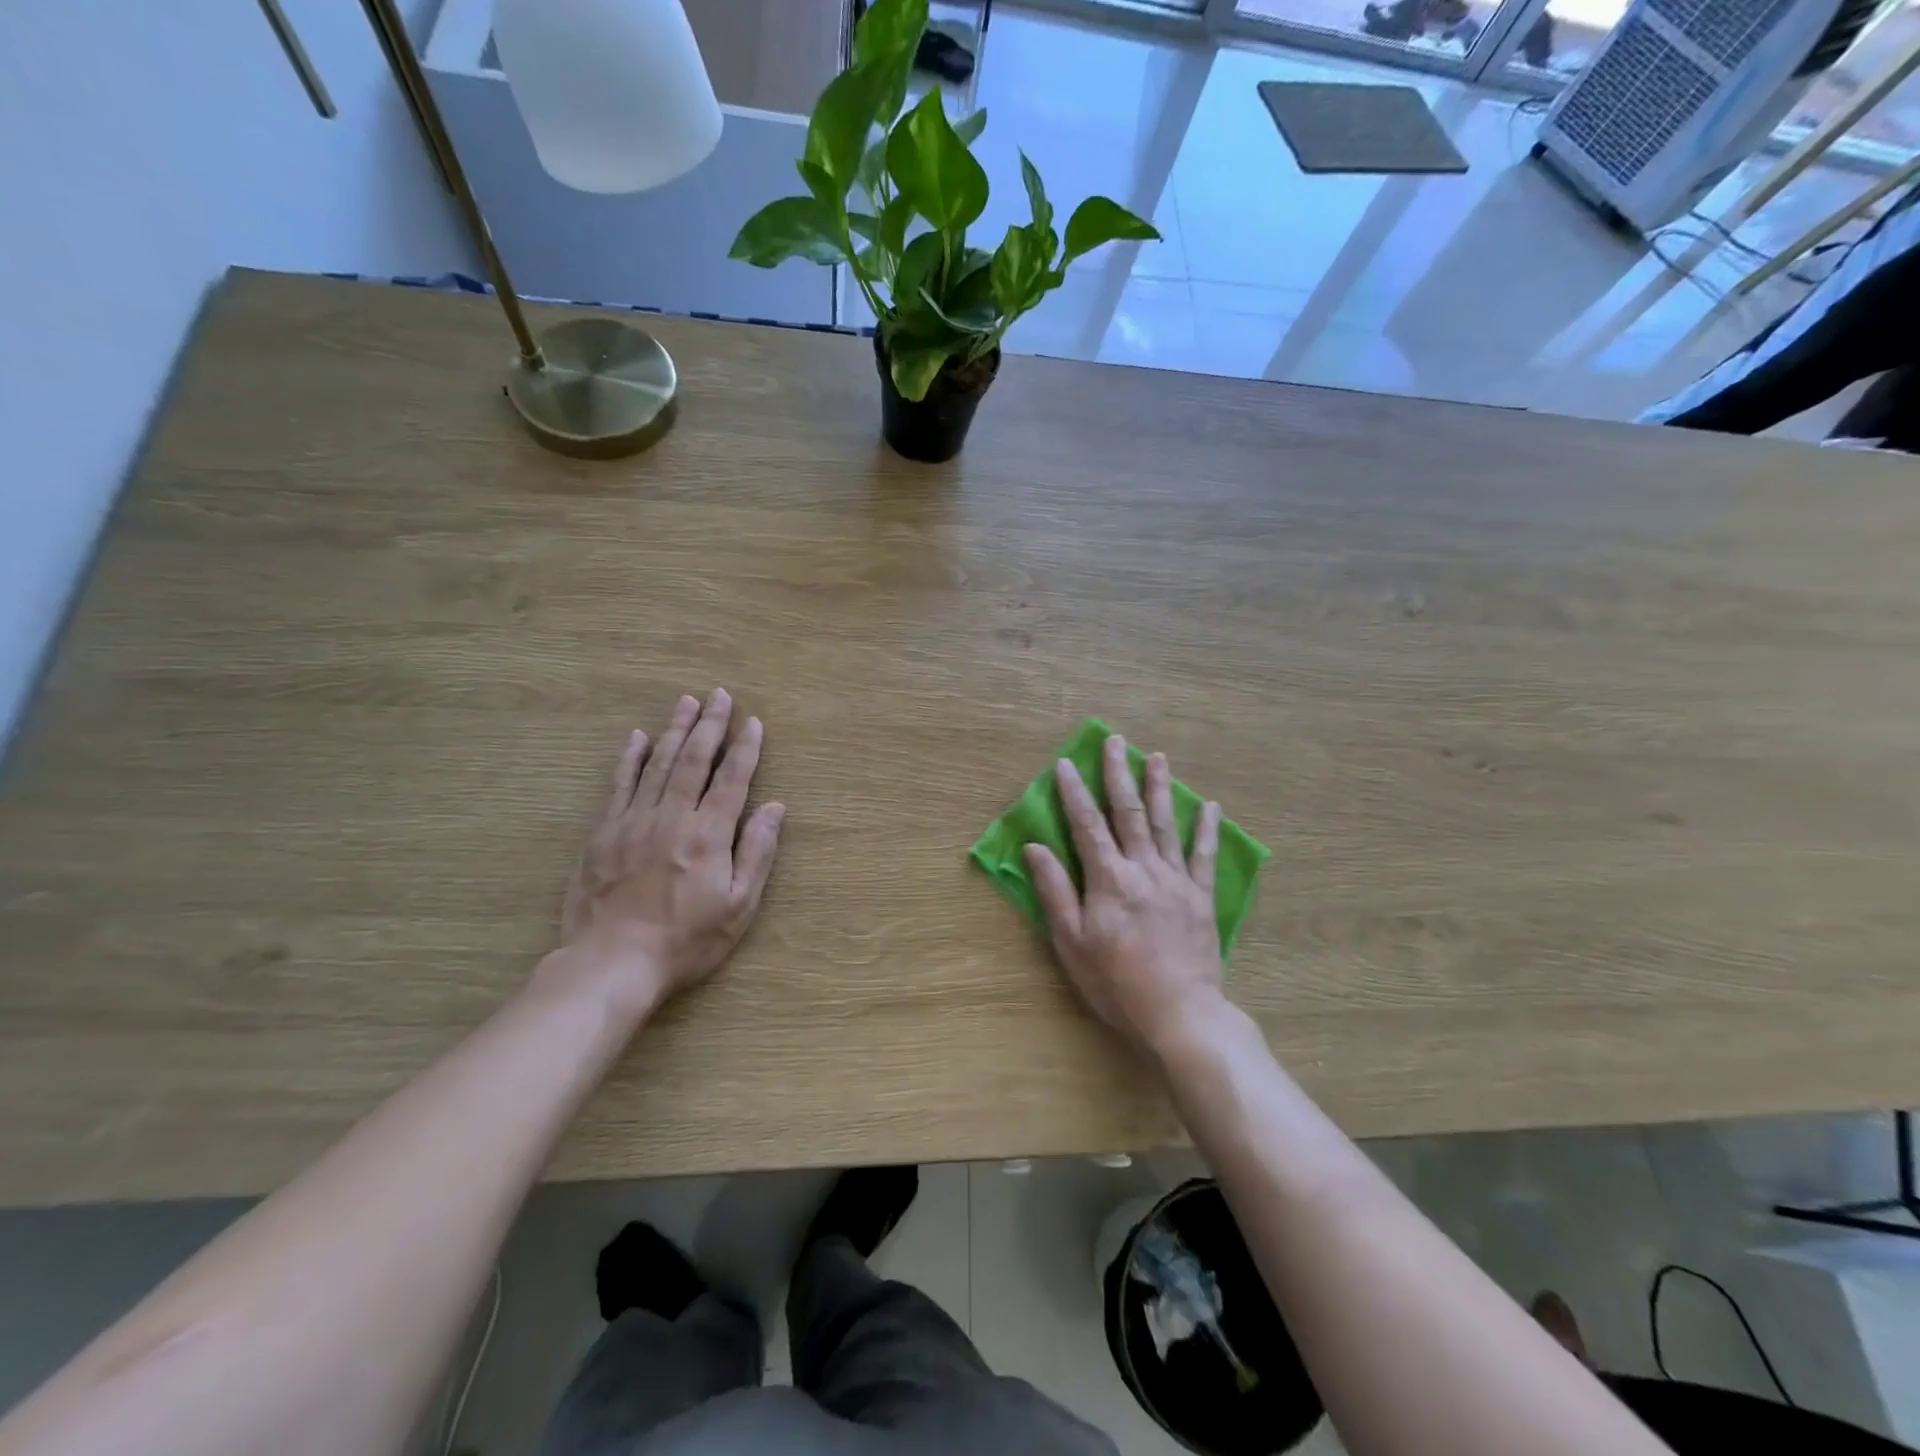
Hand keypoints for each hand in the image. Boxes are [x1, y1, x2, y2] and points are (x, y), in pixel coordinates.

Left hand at [551, 689, 783, 1018]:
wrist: (613, 963)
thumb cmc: (687, 940)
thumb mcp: (739, 906)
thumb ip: (757, 853)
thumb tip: (774, 807)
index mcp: (708, 835)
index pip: (732, 779)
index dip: (745, 748)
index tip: (753, 721)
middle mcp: (672, 818)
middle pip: (694, 761)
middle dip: (710, 725)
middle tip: (719, 695)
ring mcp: (633, 822)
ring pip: (657, 764)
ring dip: (674, 730)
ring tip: (686, 702)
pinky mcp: (604, 833)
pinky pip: (619, 785)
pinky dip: (629, 759)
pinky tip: (636, 737)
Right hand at [1025, 735, 1226, 1060]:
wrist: (1179, 1014)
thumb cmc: (1116, 982)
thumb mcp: (1072, 941)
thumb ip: (1055, 891)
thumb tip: (1034, 847)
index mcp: (1108, 878)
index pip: (1086, 824)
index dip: (1074, 792)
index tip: (1065, 763)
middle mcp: (1143, 868)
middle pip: (1128, 812)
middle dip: (1119, 774)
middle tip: (1116, 741)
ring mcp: (1176, 880)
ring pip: (1166, 824)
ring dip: (1160, 788)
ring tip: (1158, 757)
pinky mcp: (1201, 897)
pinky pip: (1205, 856)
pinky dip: (1207, 830)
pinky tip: (1211, 807)